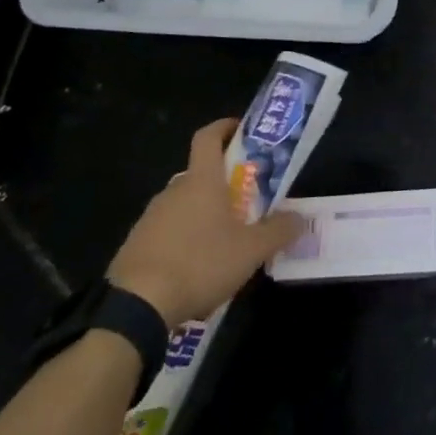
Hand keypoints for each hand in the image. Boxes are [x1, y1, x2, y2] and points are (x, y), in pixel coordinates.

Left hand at [107, 118, 304, 325]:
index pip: (208, 137)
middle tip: (246, 202)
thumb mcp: (251, 250)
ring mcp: (150, 217)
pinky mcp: (135, 245)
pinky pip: (167, 232)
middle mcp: (173, 191)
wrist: (136, 306)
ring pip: (184, 205)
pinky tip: (196, 269)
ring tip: (225, 242)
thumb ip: (278, 231)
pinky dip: (184, 240)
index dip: (224, 127)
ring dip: (203, 214)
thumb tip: (299, 217)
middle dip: (223, 184)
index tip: (241, 129)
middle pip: (200, 174)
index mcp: (201, 181)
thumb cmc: (200, 263)